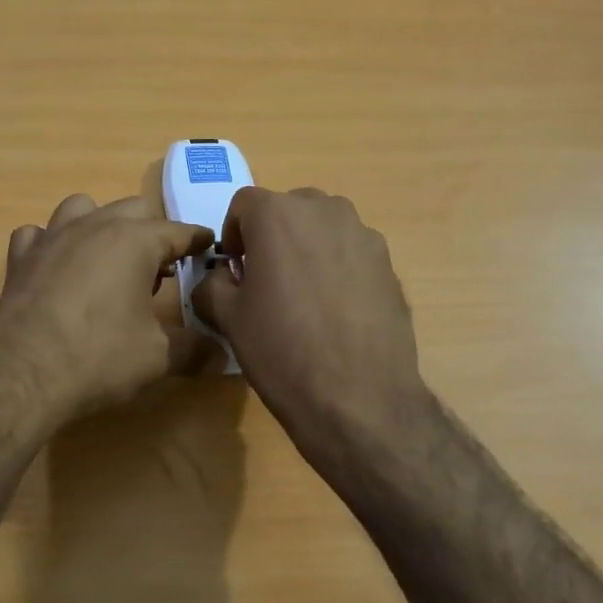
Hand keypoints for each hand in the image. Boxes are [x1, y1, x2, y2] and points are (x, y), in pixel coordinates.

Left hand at [0, 194, 216, 424]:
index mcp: (134, 241)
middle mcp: (94, 226)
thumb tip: (222, 355)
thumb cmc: (98, 357)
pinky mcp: (20, 257)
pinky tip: (55, 267)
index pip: (177, 231)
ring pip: (82, 208)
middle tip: (160, 266)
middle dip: (151, 231)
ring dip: (100, 224)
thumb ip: (194, 350)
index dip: (196, 239)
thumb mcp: (157, 358)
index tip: (208, 244)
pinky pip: (38, 234)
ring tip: (107, 259)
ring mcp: (51, 237)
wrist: (19, 374)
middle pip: (132, 209)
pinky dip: (51, 243)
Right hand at [192, 187, 436, 467]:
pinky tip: (336, 313)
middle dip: (272, 237)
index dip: (233, 235)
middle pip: (287, 210)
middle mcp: (324, 210)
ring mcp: (363, 235)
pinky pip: (351, 253)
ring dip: (307, 249)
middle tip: (267, 281)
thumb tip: (222, 277)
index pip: (243, 204)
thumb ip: (212, 283)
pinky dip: (337, 268)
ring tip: (305, 298)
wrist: (358, 397)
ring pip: (323, 228)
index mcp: (277, 214)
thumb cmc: (282, 350)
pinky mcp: (389, 263)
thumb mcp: (228, 317)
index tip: (236, 271)